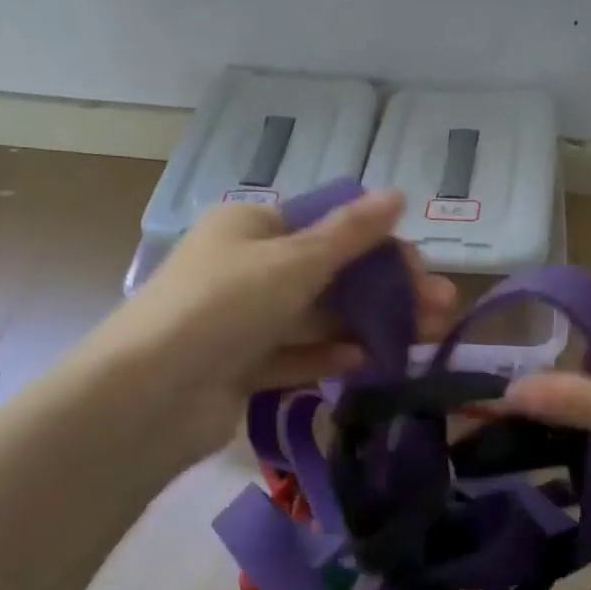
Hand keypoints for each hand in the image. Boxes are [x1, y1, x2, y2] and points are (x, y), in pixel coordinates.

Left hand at [78, 189, 455, 457]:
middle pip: (329, 275)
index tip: (420, 265)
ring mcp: (242, 321)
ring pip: (317, 318)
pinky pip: (295, 355)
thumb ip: (350, 234)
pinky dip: (331, 355)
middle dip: (386, 290)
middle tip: (441, 307)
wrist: (150, 396)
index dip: (376, 244)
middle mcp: (245, 269)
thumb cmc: (225, 304)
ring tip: (426, 335)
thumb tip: (398, 194)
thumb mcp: (294, 261)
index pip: (324, 226)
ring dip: (369, 324)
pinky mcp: (241, 368)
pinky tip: (371, 360)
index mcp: (250, 228)